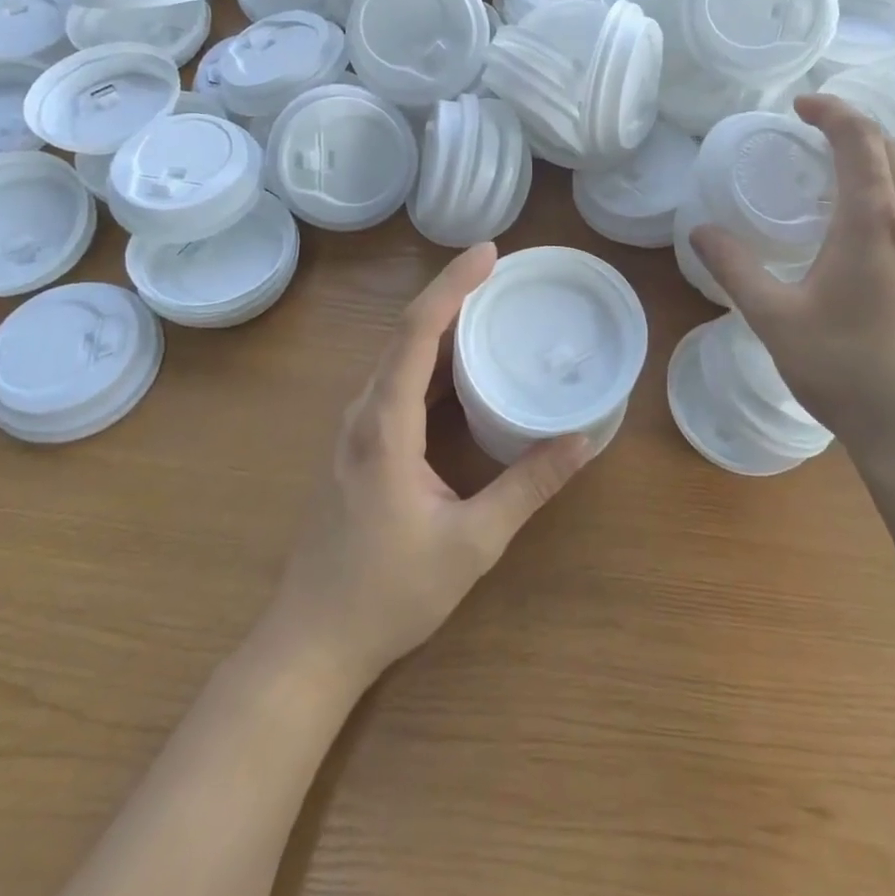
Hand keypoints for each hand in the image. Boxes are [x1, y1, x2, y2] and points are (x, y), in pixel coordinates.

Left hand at [265, 243, 594, 689]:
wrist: (312, 642)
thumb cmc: (388, 593)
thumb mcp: (472, 542)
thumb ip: (528, 486)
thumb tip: (582, 441)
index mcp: (385, 424)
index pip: (417, 331)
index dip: (453, 285)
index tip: (490, 252)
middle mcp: (365, 413)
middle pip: (406, 333)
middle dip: (453, 294)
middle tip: (504, 273)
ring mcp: (357, 429)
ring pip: (400, 357)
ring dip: (443, 325)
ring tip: (491, 305)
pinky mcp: (361, 446)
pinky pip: (398, 384)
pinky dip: (433, 360)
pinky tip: (464, 366)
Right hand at [690, 95, 894, 481]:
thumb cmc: (845, 371)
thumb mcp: (774, 318)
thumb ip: (734, 268)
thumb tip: (699, 230)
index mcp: (874, 219)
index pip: (859, 138)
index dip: (831, 111)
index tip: (801, 106)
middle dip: (856, 129)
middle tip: (818, 134)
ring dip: (892, 156)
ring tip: (859, 167)